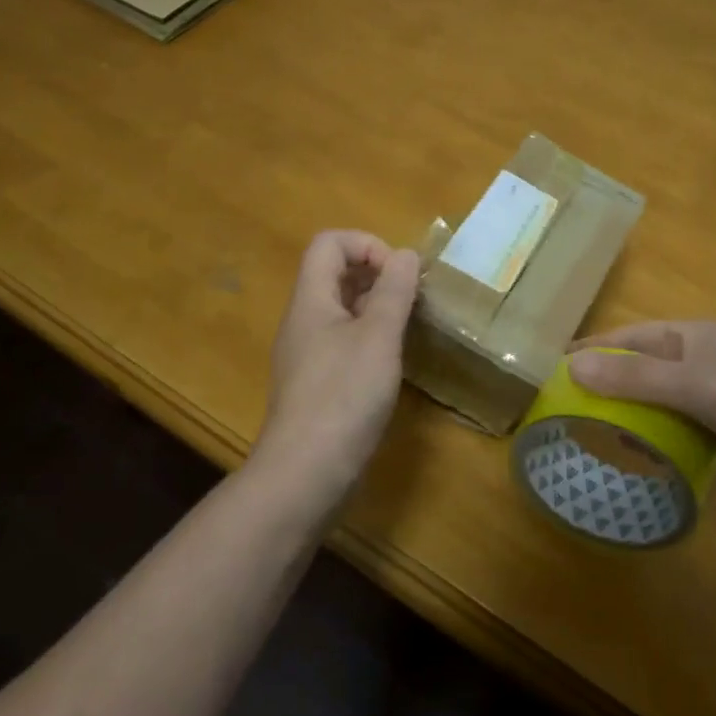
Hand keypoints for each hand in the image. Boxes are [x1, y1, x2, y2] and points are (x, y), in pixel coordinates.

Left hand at [251, 231, 421, 500]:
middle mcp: (304, 320)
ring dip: (376, 307)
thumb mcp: (378, 337)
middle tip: (411, 299)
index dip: (367, 245)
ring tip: (408, 327)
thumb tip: (405, 254)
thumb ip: (394, 292)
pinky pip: (343, 342)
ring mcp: (308, 354)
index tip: (399, 274)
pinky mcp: (317, 383)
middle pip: (334, 273)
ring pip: (342, 310)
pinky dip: (370, 339)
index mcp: (311, 300)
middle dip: (377, 275)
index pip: (329, 243)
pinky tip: (391, 363)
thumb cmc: (344, 396)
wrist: (306, 472)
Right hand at [568, 321, 715, 511]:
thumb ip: (634, 378)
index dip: (591, 349)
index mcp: (692, 336)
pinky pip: (683, 428)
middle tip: (565, 409)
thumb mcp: (694, 384)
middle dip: (607, 384)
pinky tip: (639, 455)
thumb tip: (570, 366)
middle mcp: (702, 359)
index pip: (628, 337)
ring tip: (591, 435)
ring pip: (662, 400)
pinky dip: (659, 437)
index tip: (552, 368)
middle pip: (642, 368)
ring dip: (631, 413)